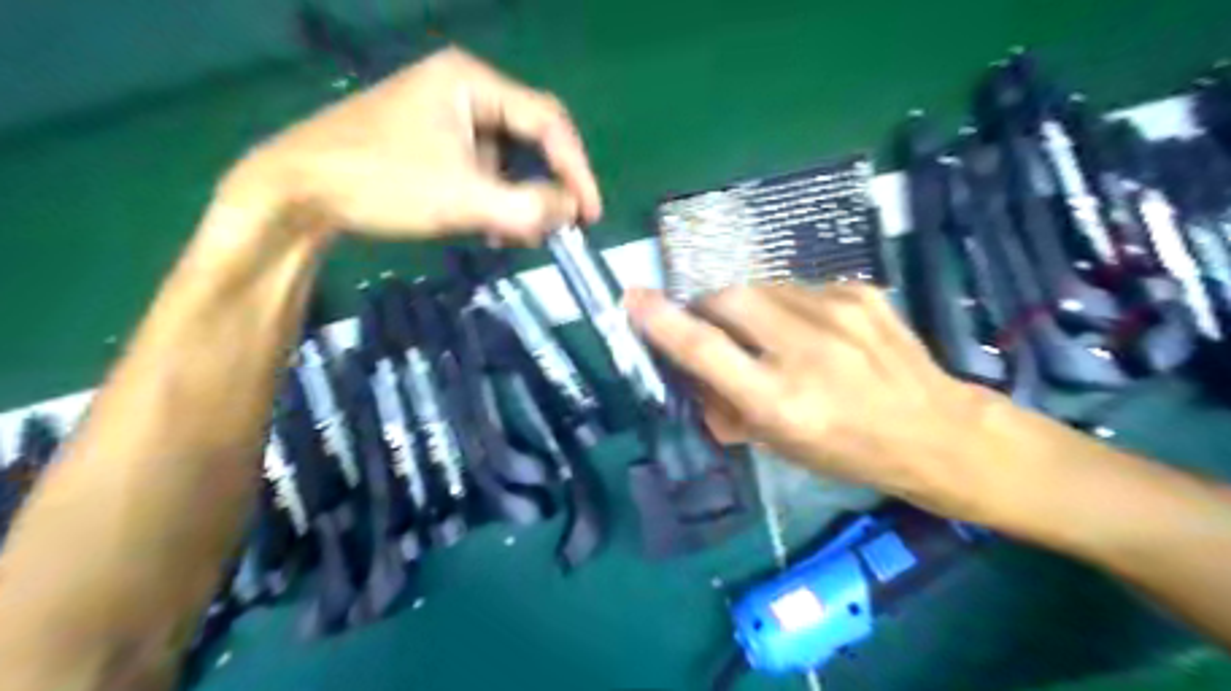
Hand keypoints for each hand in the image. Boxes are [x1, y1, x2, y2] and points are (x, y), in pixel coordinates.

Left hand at [225, 46, 604, 242]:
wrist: (297, 191)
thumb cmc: (381, 183)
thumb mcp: (463, 198)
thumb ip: (527, 207)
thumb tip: (572, 211)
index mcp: (472, 83)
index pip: (548, 122)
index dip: (577, 170)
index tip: (590, 215)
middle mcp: (464, 90)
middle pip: (530, 138)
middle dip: (546, 187)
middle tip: (556, 228)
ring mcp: (446, 116)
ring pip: (508, 159)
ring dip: (519, 199)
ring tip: (516, 236)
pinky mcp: (433, 142)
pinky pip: (483, 169)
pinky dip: (496, 200)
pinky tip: (491, 227)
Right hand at [630, 283, 1002, 518]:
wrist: (937, 430)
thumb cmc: (849, 450)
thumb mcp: (780, 445)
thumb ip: (729, 405)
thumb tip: (696, 373)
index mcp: (781, 401)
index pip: (705, 350)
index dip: (662, 322)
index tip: (634, 298)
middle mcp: (806, 350)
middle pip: (729, 298)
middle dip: (707, 306)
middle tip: (712, 324)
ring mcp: (839, 312)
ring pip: (762, 286)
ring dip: (750, 306)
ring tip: (771, 334)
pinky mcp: (861, 292)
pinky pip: (800, 287)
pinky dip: (789, 305)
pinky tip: (813, 331)